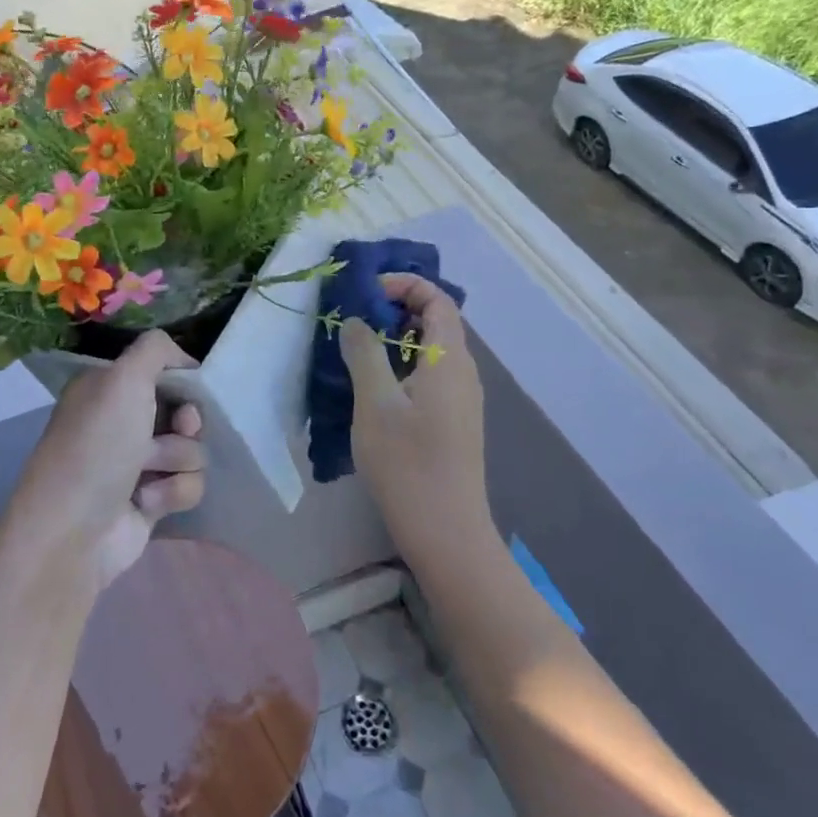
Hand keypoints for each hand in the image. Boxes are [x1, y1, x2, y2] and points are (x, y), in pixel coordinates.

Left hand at [5, 330, 206, 591]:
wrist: (74, 530)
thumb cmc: (97, 445)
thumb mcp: (123, 378)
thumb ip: (156, 349)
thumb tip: (183, 357)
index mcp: (107, 388)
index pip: (161, 371)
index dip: (182, 381)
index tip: (188, 391)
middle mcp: (120, 421)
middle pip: (183, 411)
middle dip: (187, 423)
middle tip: (180, 430)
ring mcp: (136, 463)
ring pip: (192, 450)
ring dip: (177, 461)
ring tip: (148, 474)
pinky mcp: (151, 501)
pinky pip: (188, 485)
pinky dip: (173, 492)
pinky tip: (147, 502)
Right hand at [338, 275, 487, 554]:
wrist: (445, 531)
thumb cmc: (407, 463)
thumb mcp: (375, 403)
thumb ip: (364, 353)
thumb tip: (355, 320)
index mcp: (450, 360)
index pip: (438, 299)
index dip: (405, 284)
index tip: (365, 293)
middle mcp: (463, 372)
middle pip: (437, 321)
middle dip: (396, 309)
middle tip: (354, 319)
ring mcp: (461, 399)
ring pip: (432, 350)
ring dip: (397, 339)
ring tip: (357, 349)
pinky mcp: (453, 421)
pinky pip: (431, 375)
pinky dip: (403, 365)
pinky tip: (374, 387)